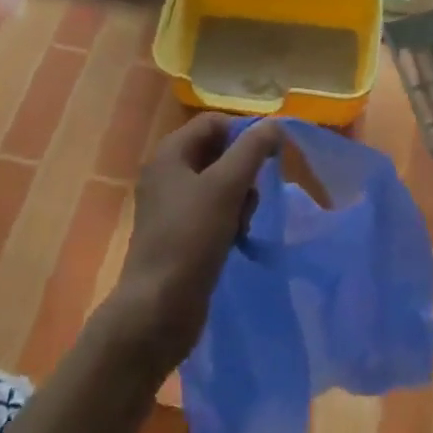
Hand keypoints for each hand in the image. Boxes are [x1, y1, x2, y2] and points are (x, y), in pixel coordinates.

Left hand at [109, 113, 279, 371]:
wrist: (157, 310)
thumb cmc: (190, 239)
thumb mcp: (226, 187)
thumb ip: (252, 150)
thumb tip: (275, 124)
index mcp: (170, 153)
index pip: (215, 123)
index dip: (244, 133)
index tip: (269, 156)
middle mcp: (167, 173)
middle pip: (218, 153)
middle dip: (243, 171)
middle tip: (252, 195)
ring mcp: (171, 206)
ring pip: (219, 185)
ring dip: (239, 199)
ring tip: (242, 224)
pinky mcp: (179, 234)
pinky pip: (213, 212)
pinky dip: (229, 220)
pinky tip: (236, 239)